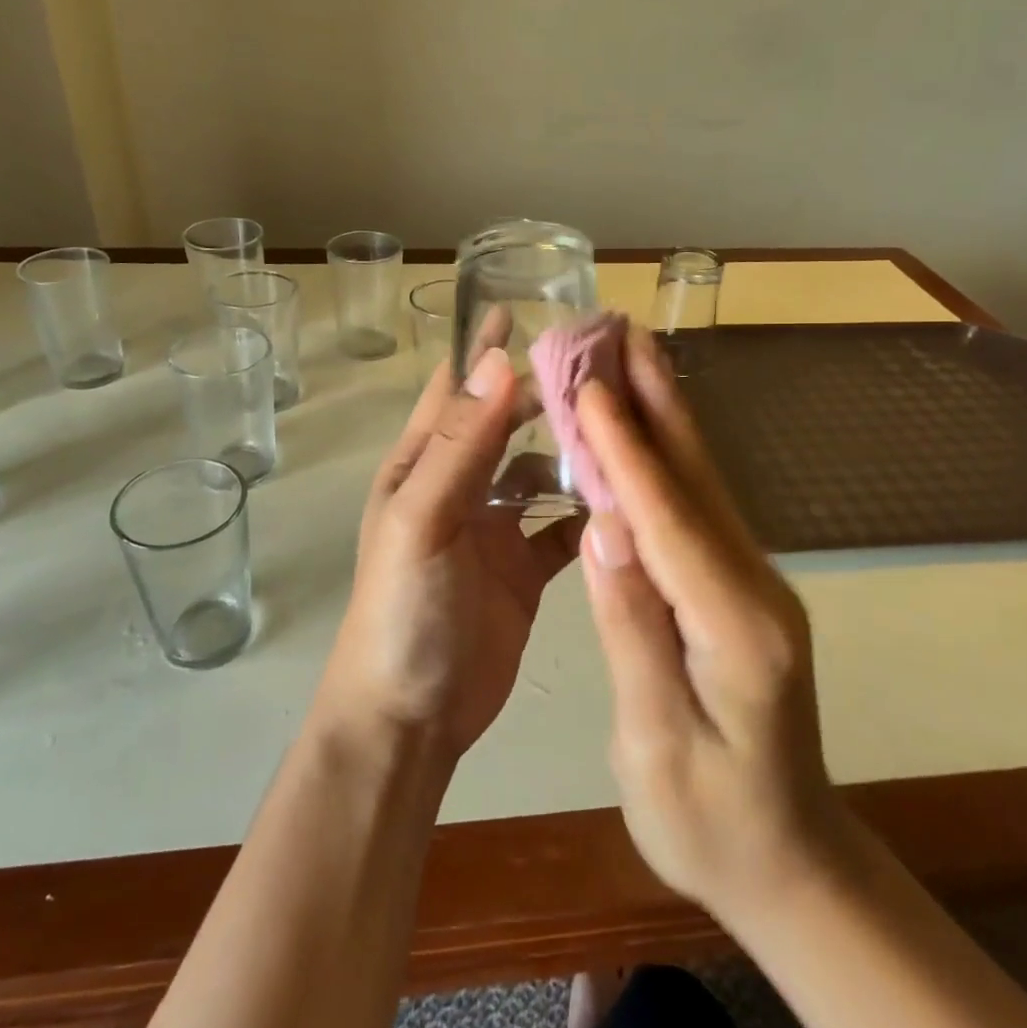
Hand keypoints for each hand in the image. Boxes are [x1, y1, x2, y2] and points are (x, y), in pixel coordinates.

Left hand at [315, 348, 584, 760]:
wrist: (410, 717)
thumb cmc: (403, 610)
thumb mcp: (422, 520)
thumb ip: (460, 446)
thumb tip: (497, 362)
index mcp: (423, 467)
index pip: (457, 391)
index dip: (483, 351)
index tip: (524, 310)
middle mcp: (459, 488)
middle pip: (506, 425)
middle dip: (543, 393)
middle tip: (599, 364)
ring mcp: (494, 529)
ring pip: (539, 472)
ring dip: (571, 451)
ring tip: (622, 425)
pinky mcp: (524, 569)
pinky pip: (561, 527)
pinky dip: (587, 513)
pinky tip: (623, 500)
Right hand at [576, 328, 842, 922]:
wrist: (790, 862)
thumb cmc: (710, 824)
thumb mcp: (656, 745)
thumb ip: (633, 629)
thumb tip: (604, 526)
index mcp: (735, 628)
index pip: (669, 521)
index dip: (626, 451)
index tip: (593, 387)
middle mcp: (755, 586)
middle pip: (697, 480)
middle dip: (657, 401)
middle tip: (624, 332)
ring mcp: (753, 582)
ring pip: (702, 484)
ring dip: (665, 415)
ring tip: (632, 356)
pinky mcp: (741, 586)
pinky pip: (698, 508)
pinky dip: (668, 458)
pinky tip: (646, 429)